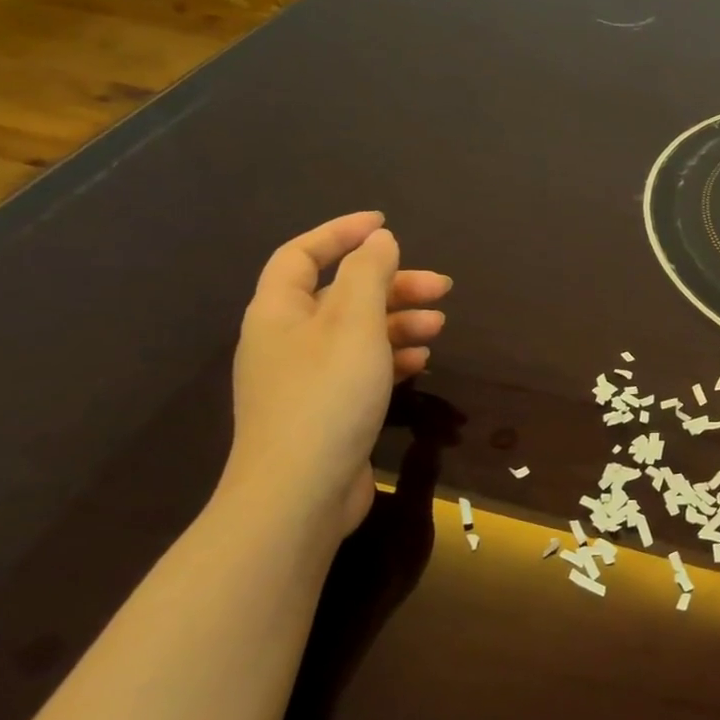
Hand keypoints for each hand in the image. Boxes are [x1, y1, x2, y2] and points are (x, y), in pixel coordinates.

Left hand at [219, 212, 450, 547]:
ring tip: (440, 324)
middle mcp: (286, 339)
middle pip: (339, 294)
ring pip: (355, 332)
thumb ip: (368, 276)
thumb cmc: (326, 396)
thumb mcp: (355, 324)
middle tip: (440, 287)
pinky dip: (391, 357)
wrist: (298, 494)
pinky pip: (360, 367)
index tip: (386, 225)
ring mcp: (304, 378)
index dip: (341, 234)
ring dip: (398, 321)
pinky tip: (421, 360)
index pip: (302, 254)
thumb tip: (378, 241)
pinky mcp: (325, 409)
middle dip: (391, 284)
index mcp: (278, 311)